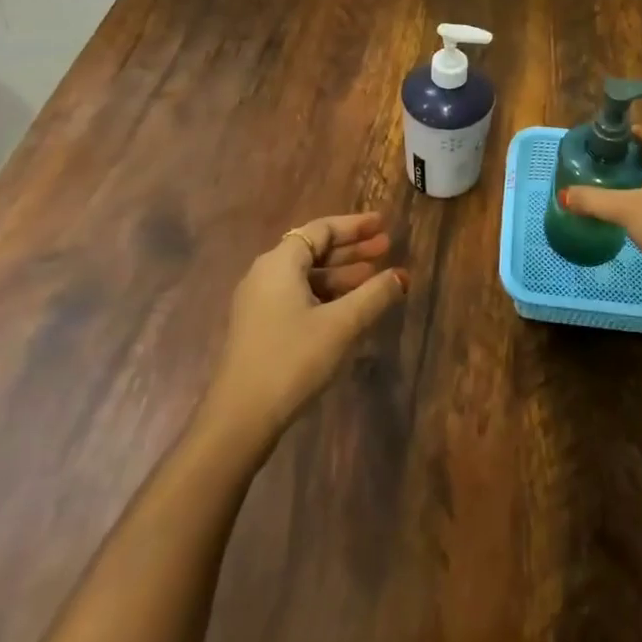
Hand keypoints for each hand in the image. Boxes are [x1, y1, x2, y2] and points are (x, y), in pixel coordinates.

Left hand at [199, 212, 407, 447]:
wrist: (240, 418)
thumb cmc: (292, 359)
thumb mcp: (341, 325)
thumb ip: (374, 295)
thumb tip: (402, 275)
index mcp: (280, 263)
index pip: (321, 230)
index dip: (355, 225)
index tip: (383, 224)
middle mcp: (265, 274)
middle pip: (313, 249)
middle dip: (351, 249)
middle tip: (386, 247)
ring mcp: (259, 302)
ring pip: (307, 275)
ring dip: (341, 274)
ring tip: (374, 277)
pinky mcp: (260, 327)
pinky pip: (298, 295)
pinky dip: (326, 294)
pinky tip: (349, 308)